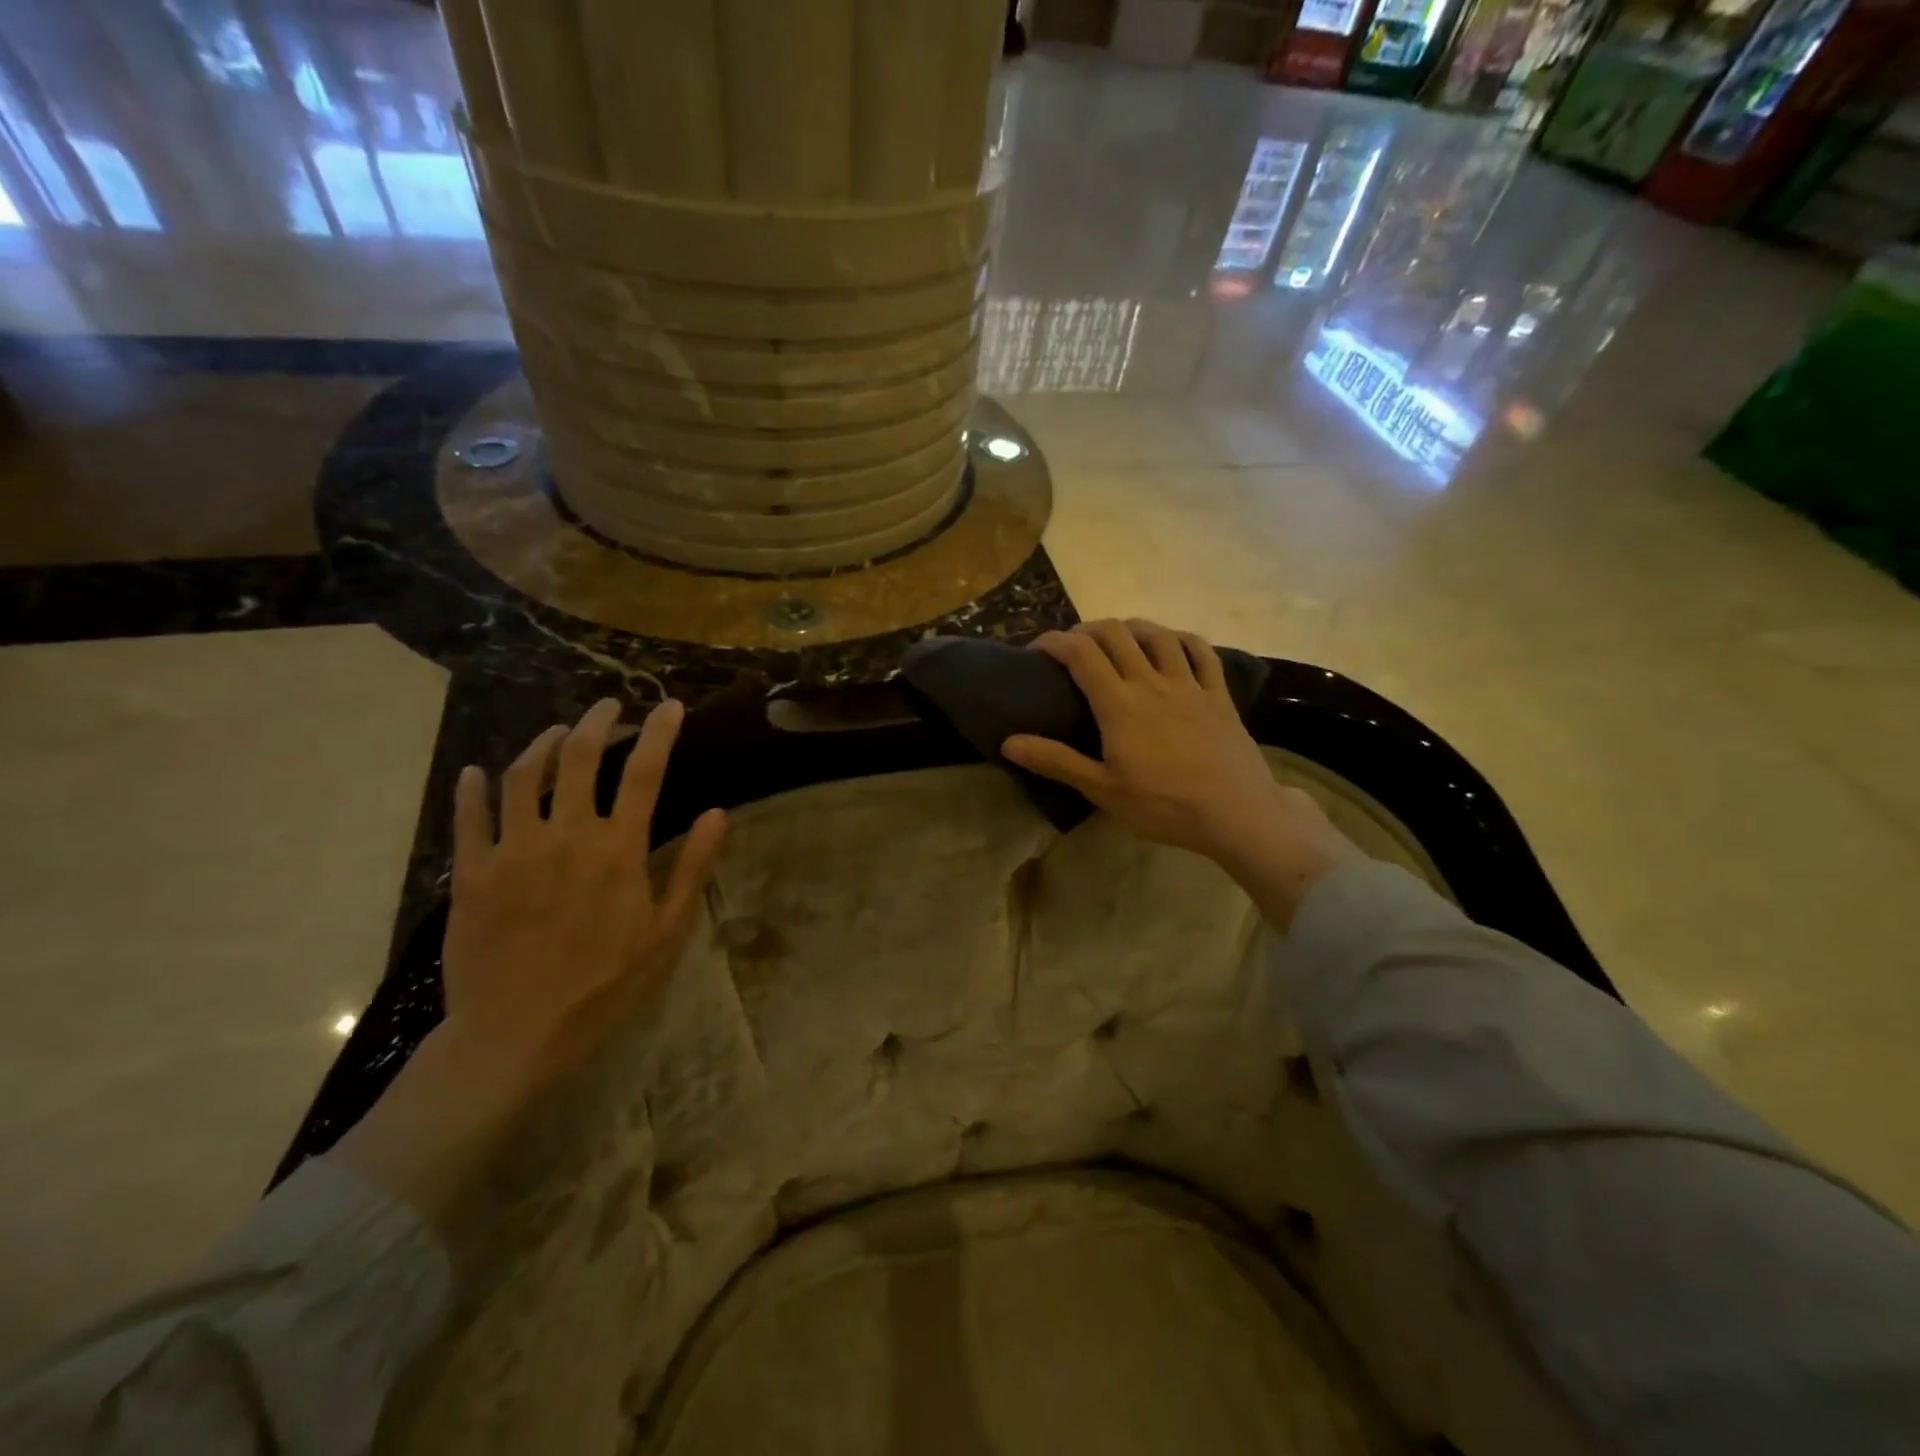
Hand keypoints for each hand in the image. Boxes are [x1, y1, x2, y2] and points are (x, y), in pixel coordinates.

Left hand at [439, 696, 726, 1093]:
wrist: (517, 1036)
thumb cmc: (605, 986)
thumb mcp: (666, 932)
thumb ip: (691, 867)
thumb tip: (718, 813)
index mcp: (618, 850)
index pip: (646, 773)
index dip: (660, 733)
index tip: (669, 706)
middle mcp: (566, 836)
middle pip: (580, 758)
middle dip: (598, 722)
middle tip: (609, 706)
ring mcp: (513, 851)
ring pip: (523, 776)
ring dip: (542, 744)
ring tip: (558, 732)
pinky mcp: (471, 874)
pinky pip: (469, 818)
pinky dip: (473, 788)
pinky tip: (478, 772)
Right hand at [1002, 620, 1357, 925]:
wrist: (1236, 812)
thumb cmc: (1163, 805)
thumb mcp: (1102, 789)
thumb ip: (1056, 761)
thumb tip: (1008, 741)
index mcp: (1119, 704)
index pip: (1080, 654)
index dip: (1054, 642)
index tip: (1036, 650)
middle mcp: (1151, 682)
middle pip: (1115, 634)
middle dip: (1087, 630)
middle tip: (1072, 647)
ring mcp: (1189, 684)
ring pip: (1157, 634)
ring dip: (1131, 628)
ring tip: (1117, 639)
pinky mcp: (1218, 693)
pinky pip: (1201, 651)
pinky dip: (1181, 639)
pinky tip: (1173, 643)